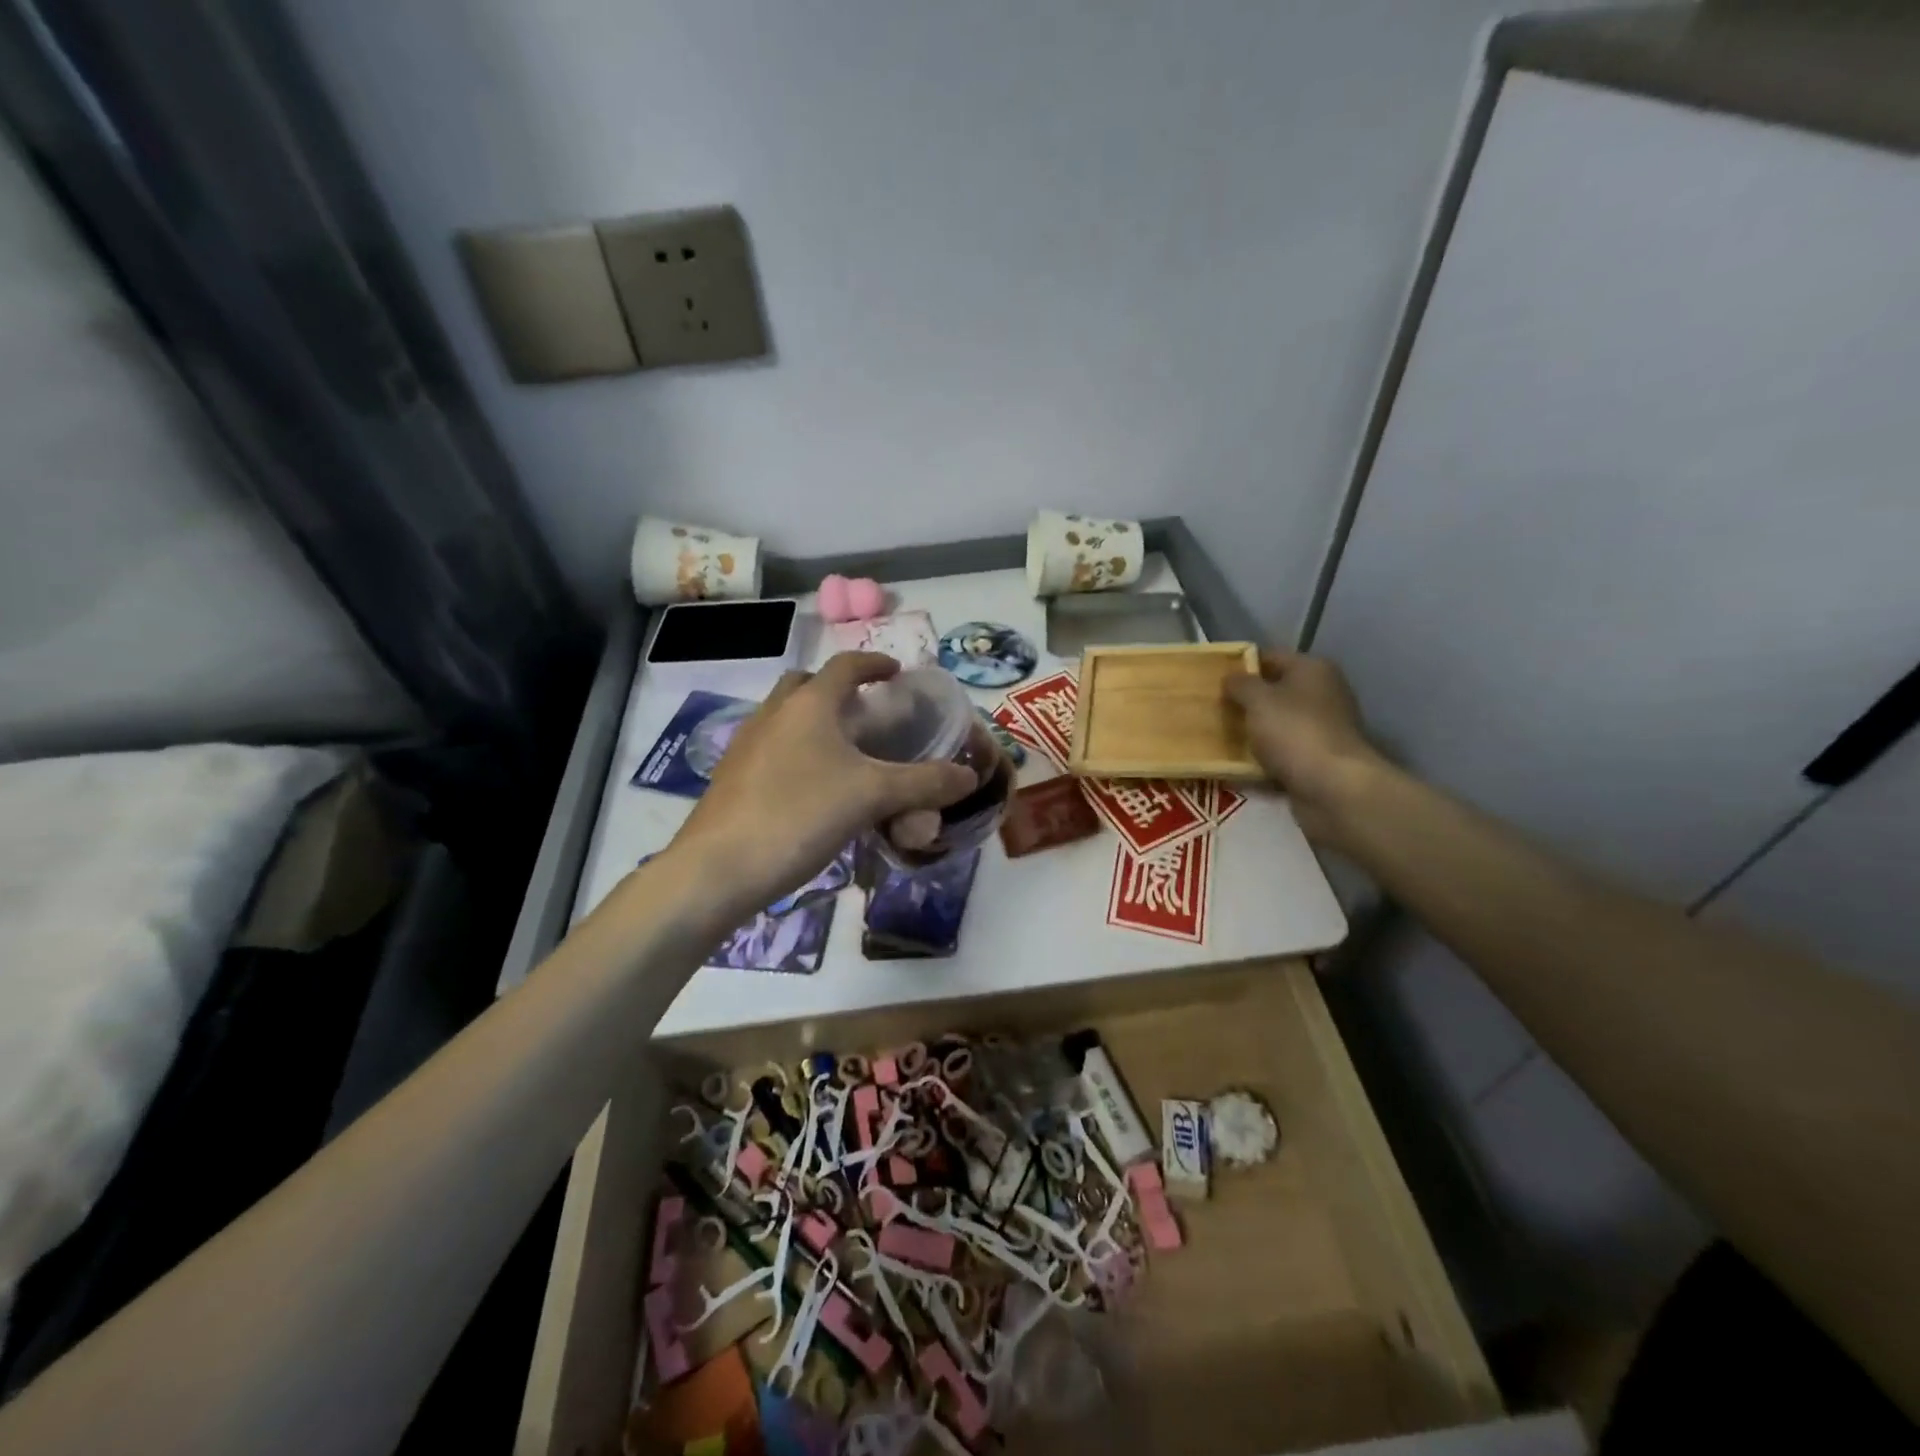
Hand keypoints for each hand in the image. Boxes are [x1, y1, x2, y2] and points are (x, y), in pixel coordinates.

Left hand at [667, 653, 977, 926]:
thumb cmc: (799, 815)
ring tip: (845, 755)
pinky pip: (772, 749)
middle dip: (838, 691)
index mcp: (808, 704)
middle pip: (807, 685)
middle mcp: (773, 714)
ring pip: (786, 718)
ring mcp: (746, 745)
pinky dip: (797, 754)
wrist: (718, 870)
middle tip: (867, 714)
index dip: (874, 664)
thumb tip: (969, 775)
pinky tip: (814, 791)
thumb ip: (924, 783)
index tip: (897, 673)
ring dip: (815, 723)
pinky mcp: (732, 778)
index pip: (845, 665)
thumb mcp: (872, 796)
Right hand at [1225, 650, 1386, 843]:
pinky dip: (1264, 758)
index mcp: (1313, 670)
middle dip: (1245, 702)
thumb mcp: (1258, 699)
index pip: (1270, 657)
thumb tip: (1231, 678)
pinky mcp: (1319, 759)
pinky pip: (1283, 753)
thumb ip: (1240, 684)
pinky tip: (1239, 765)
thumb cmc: (1294, 732)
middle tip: (1213, 711)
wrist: (1333, 788)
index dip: (1241, 666)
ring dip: (1253, 732)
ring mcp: (1323, 729)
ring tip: (1220, 739)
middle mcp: (1323, 694)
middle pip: (1275, 692)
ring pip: (1277, 724)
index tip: (1214, 681)